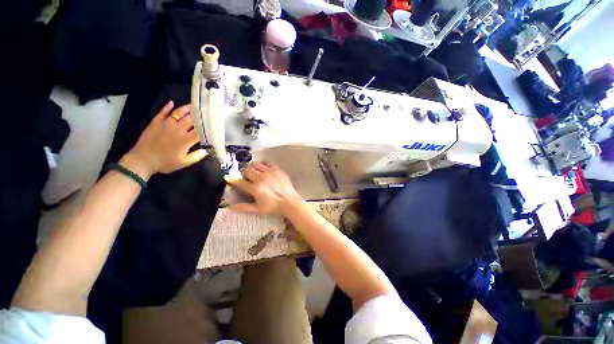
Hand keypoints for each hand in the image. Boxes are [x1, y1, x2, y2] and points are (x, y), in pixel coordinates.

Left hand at [120, 101, 206, 178]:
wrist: (142, 160)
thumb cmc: (165, 163)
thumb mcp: (184, 163)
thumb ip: (196, 156)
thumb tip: (207, 151)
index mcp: (186, 140)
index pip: (200, 130)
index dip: (207, 126)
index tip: (213, 123)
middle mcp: (178, 129)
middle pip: (191, 119)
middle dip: (199, 114)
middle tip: (205, 110)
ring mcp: (166, 124)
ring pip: (179, 113)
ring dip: (187, 108)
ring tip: (193, 105)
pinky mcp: (156, 122)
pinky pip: (163, 112)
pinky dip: (167, 107)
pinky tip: (171, 103)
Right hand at [224, 162, 302, 216]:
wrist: (290, 201)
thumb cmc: (274, 207)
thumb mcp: (258, 209)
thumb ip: (244, 207)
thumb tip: (229, 207)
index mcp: (255, 188)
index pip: (239, 182)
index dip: (232, 180)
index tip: (228, 178)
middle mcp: (261, 178)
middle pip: (246, 170)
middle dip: (244, 173)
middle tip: (246, 177)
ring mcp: (269, 172)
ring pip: (255, 164)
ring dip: (252, 167)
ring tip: (254, 171)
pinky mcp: (277, 169)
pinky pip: (266, 162)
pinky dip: (262, 164)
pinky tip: (263, 169)